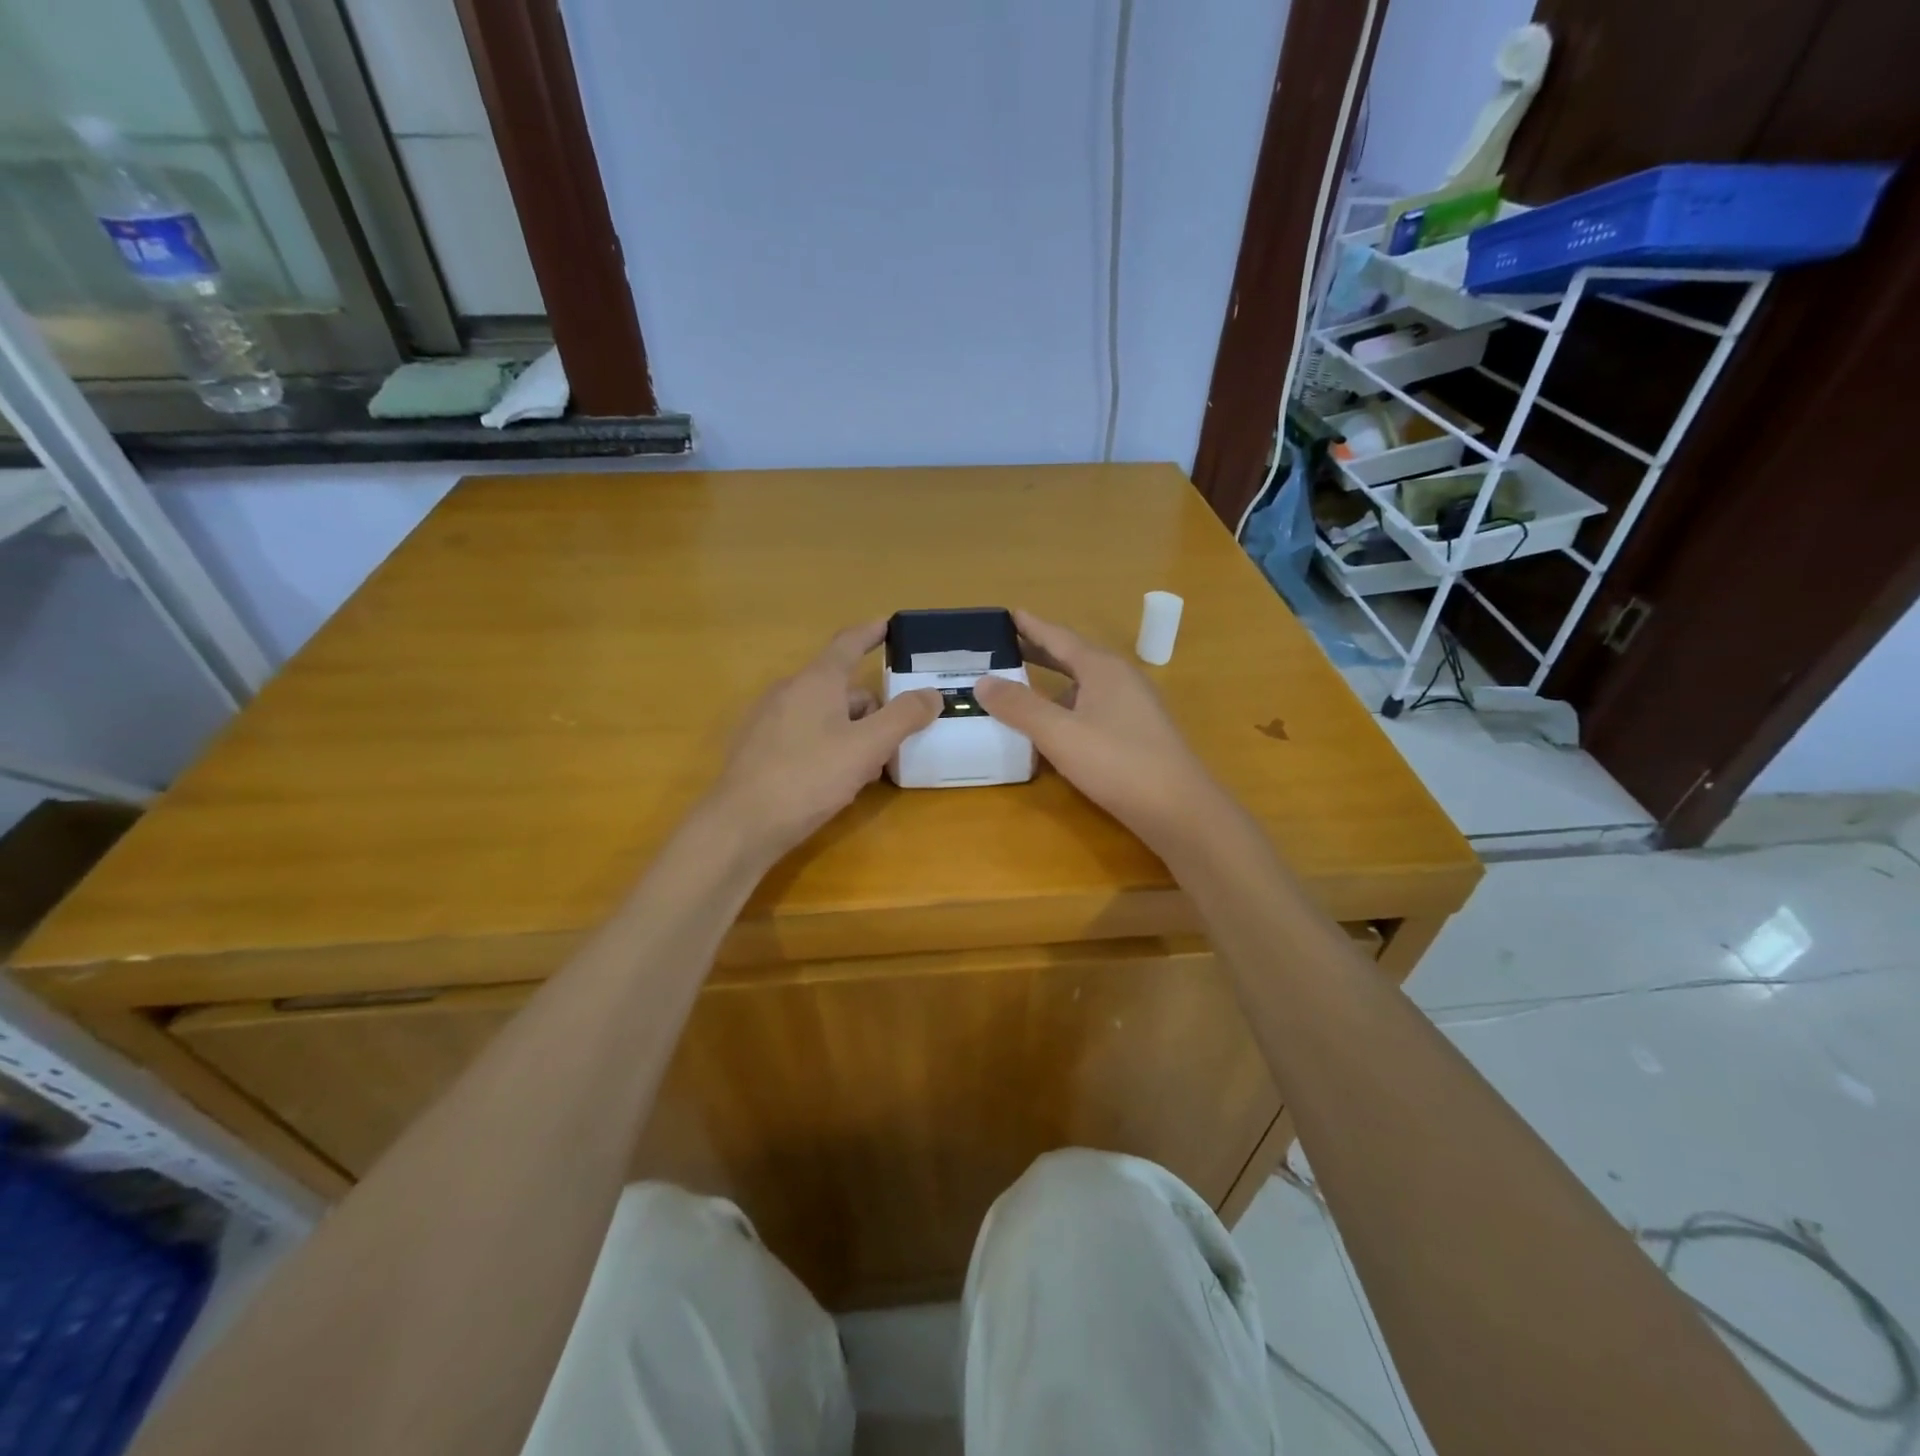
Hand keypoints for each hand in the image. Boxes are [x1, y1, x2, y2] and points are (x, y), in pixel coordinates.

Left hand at [708, 622, 939, 862]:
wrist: (741, 825)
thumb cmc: (808, 778)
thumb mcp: (867, 747)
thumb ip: (904, 717)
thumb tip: (932, 694)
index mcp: (816, 681)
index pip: (848, 643)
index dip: (871, 632)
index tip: (890, 624)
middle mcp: (788, 691)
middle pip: (841, 687)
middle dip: (872, 708)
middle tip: (898, 738)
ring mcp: (768, 720)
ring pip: (824, 715)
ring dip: (852, 732)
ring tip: (870, 768)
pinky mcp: (758, 749)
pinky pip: (804, 735)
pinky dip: (828, 746)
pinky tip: (835, 780)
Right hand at [972, 611, 1225, 855]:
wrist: (1179, 809)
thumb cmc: (1117, 762)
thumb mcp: (1058, 733)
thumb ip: (1019, 706)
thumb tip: (982, 681)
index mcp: (1102, 668)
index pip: (1059, 637)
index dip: (1031, 626)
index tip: (1008, 614)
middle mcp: (1121, 678)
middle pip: (1073, 658)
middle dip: (1040, 652)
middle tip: (1006, 648)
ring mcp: (1134, 706)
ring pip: (1085, 685)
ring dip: (1054, 683)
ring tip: (1023, 687)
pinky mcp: (1139, 732)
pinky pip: (1095, 707)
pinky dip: (1069, 707)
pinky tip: (1056, 728)